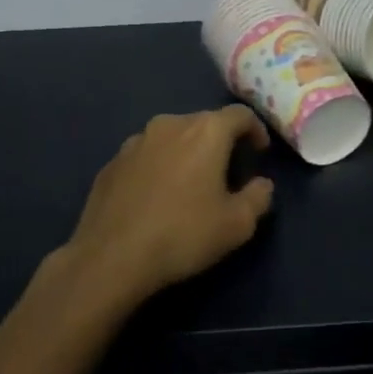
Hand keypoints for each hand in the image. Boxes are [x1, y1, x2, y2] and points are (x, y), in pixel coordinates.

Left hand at [58, 106, 274, 311]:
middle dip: (220, 142)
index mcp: (206, 131)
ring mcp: (135, 142)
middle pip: (204, 123)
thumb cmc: (183, 234)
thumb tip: (261, 184)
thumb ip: (259, 197)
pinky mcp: (111, 163)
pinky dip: (158, 167)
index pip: (240, 115)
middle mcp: (170, 125)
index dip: (255, 130)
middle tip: (227, 172)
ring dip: (186, 153)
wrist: (110, 258)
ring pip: (171, 138)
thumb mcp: (238, 224)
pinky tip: (156, 198)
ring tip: (189, 184)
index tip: (259, 152)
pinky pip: (145, 157)